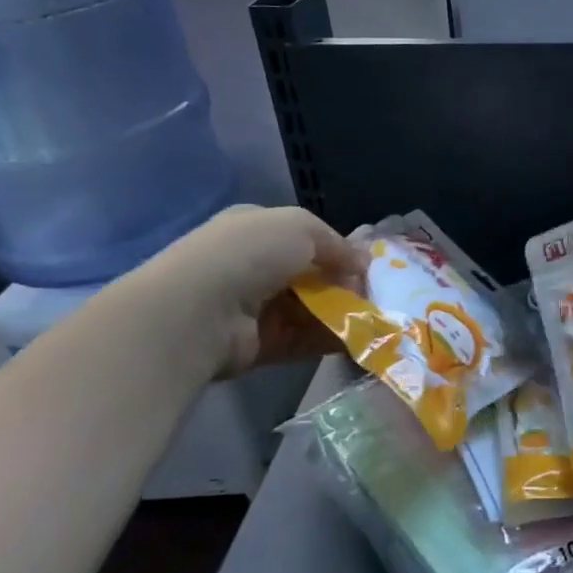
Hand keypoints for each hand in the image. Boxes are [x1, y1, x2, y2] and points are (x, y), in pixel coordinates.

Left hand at [125, 205, 367, 378]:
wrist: (196, 312)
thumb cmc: (248, 254)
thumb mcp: (301, 227)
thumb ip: (337, 244)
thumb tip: (362, 264)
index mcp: (257, 229)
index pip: (307, 238)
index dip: (340, 251)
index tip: (369, 266)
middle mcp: (253, 266)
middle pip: (312, 275)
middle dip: (345, 284)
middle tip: (376, 296)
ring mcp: (253, 307)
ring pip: (310, 309)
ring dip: (341, 313)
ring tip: (373, 320)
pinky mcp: (257, 345)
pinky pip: (302, 339)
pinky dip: (328, 339)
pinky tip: (356, 339)